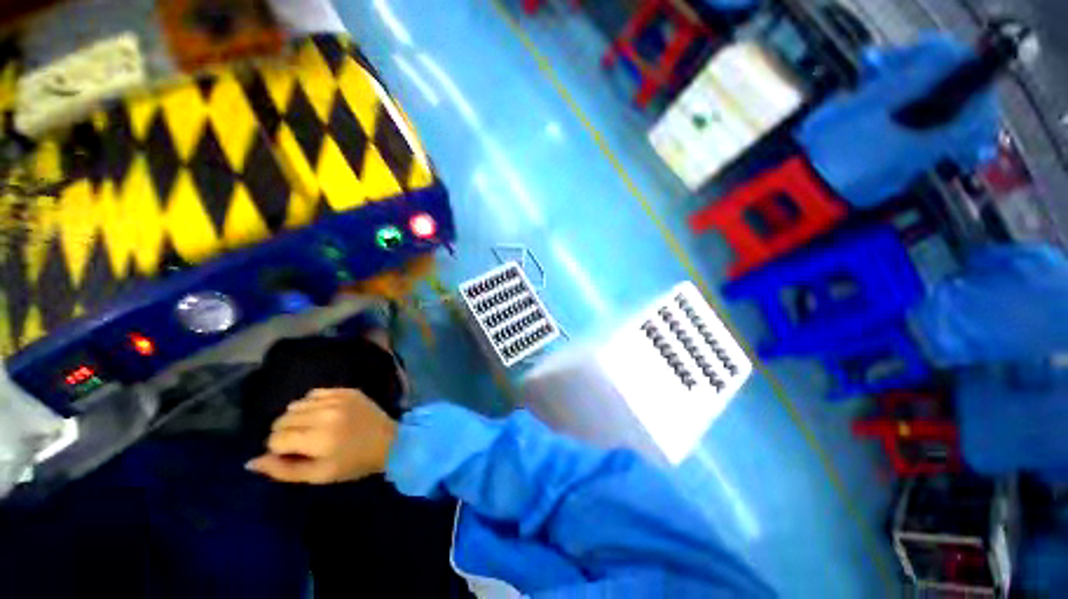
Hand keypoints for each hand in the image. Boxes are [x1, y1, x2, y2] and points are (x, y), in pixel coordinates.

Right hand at [246, 388, 398, 483]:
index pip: (275, 438)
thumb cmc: (353, 463)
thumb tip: (250, 462)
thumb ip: (283, 470)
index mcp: (318, 438)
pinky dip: (311, 404)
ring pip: (296, 404)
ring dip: (296, 417)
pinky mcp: (348, 390)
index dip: (278, 449)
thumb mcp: (318, 475)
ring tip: (311, 428)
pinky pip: (315, 393)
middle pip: (282, 419)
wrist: (390, 441)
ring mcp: (338, 398)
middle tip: (302, 442)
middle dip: (284, 433)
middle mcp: (326, 414)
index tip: (293, 454)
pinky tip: (322, 414)